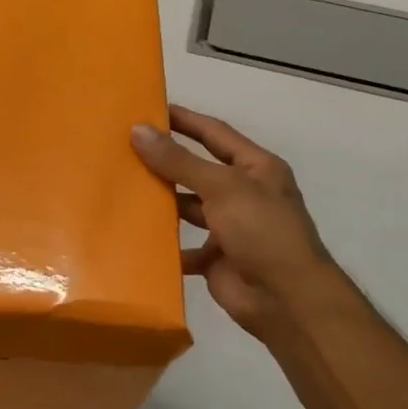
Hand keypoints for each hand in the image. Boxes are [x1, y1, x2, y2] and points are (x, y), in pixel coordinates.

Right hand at [131, 106, 335, 343]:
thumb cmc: (261, 231)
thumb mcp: (222, 187)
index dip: (185, 120)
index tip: (150, 109)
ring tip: (122, 189)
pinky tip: (133, 236)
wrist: (285, 299)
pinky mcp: (216, 259)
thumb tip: (138, 130)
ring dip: (162, 202)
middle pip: (198, 170)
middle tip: (124, 149)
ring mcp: (230, 228)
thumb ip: (179, 160)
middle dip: (166, 161)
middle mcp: (244, 194)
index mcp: (256, 168)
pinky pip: (183, 247)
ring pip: (188, 208)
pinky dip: (163, 245)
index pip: (215, 133)